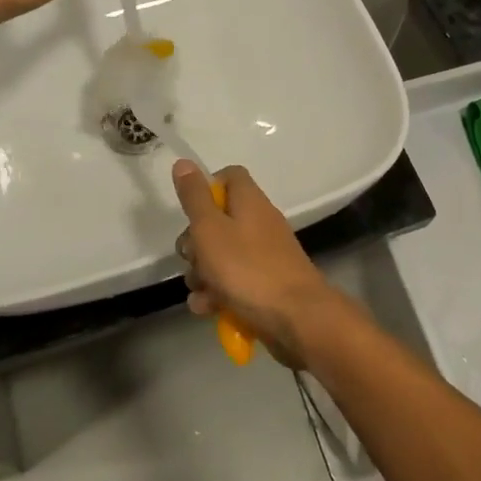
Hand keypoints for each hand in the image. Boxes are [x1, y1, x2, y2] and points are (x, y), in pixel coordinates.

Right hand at [172, 161, 342, 369]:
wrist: (297, 319)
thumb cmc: (247, 268)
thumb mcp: (210, 229)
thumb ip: (194, 197)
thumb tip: (183, 162)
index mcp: (249, 201)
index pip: (229, 176)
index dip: (206, 189)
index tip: (191, 212)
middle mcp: (259, 222)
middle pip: (219, 220)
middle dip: (196, 242)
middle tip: (191, 258)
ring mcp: (264, 255)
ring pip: (222, 255)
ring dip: (203, 273)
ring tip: (200, 292)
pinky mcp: (266, 285)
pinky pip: (235, 282)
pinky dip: (219, 293)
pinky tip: (208, 309)